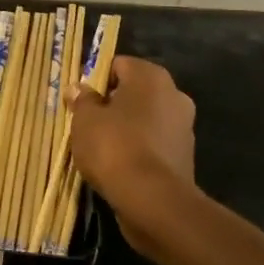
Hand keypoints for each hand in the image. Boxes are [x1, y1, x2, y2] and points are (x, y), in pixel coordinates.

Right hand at [67, 57, 199, 261]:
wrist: (152, 200)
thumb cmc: (114, 146)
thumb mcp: (85, 119)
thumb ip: (82, 100)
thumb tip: (78, 88)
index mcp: (151, 77)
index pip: (118, 65)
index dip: (96, 80)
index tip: (80, 100)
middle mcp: (174, 95)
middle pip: (134, 92)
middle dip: (112, 104)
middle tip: (87, 123)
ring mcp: (183, 127)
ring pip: (145, 118)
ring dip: (126, 128)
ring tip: (101, 147)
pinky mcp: (185, 156)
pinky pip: (153, 143)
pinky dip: (138, 149)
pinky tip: (119, 165)